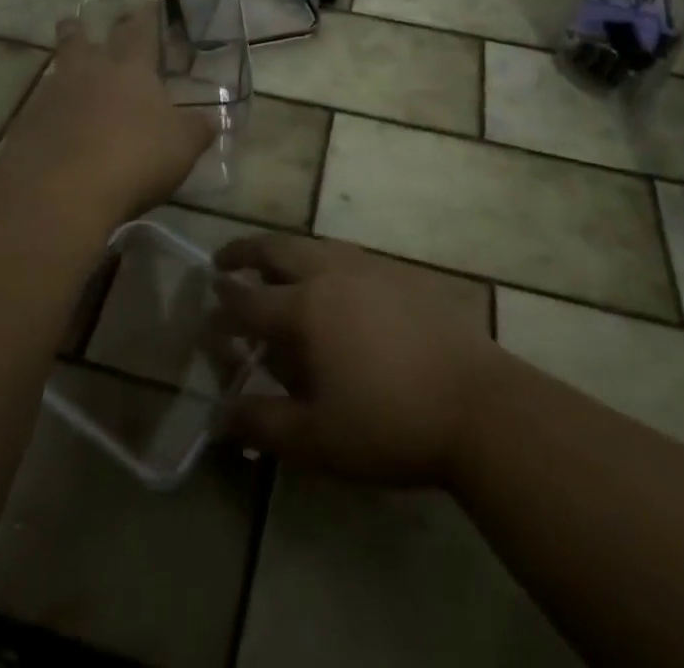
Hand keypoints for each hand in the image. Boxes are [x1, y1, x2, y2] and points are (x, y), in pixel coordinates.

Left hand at [0, 6, 215, 225]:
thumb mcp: (182, 147)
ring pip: (56, 71)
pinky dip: (47, 111)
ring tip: (66, 72)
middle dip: (81, 29)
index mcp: (130, 70)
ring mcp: (51, 97)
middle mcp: (88, 73)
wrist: (60, 192)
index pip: (139, 33)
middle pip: (80, 40)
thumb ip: (197, 129)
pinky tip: (54, 126)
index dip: (143, 19)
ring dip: (61, 67)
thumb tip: (209, 119)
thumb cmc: (134, 159)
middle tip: (77, 20)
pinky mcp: (26, 126)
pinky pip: (38, 109)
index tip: (142, 4)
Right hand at [212, 235, 505, 485]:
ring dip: (284, 251)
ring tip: (273, 266)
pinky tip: (330, 281)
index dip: (223, 306)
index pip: (248, 301)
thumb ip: (262, 424)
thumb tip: (217, 417)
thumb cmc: (389, 424)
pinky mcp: (399, 274)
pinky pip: (346, 255)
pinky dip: (321, 259)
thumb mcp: (317, 439)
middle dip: (245, 251)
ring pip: (313, 244)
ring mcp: (368, 268)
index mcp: (305, 309)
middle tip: (224, 261)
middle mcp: (331, 274)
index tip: (206, 308)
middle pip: (277, 250)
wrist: (477, 404)